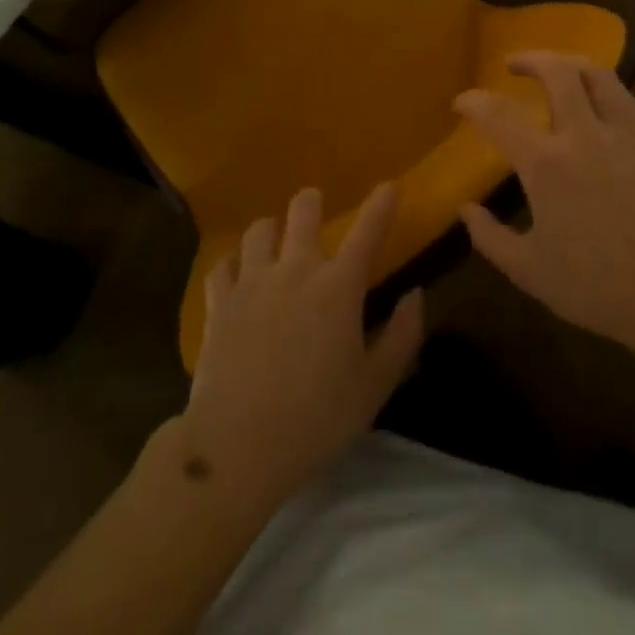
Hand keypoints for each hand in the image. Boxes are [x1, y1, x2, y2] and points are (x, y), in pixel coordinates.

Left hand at [182, 183, 423, 512]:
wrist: (237, 448)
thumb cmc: (316, 419)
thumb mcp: (375, 386)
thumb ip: (402, 335)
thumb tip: (416, 294)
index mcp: (339, 287)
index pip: (368, 231)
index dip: (382, 204)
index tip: (390, 185)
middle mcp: (296, 270)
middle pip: (303, 210)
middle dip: (312, 203)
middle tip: (315, 211)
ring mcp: (252, 282)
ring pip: (259, 229)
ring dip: (271, 232)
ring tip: (275, 245)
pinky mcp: (219, 302)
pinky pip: (221, 265)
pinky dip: (231, 265)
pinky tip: (236, 277)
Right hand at [455, 52, 634, 353]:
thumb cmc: (596, 286)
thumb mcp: (528, 271)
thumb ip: (489, 237)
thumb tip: (465, 208)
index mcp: (546, 165)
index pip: (500, 115)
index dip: (474, 102)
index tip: (461, 102)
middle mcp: (583, 135)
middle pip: (557, 72)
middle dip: (530, 59)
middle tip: (512, 64)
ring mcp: (621, 134)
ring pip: (597, 73)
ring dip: (569, 61)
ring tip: (555, 67)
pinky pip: (623, 94)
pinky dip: (601, 82)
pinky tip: (594, 94)